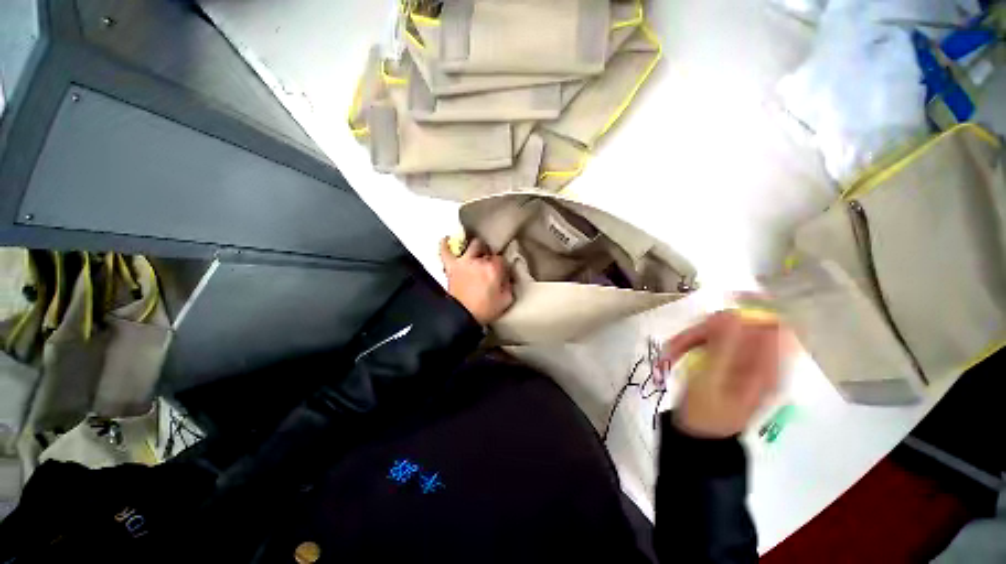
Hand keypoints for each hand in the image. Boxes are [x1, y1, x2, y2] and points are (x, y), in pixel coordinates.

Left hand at [439, 237, 513, 325]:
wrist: (463, 317)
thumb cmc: (486, 310)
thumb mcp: (506, 300)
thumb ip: (509, 285)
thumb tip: (507, 278)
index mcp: (494, 268)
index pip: (501, 259)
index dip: (502, 265)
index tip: (501, 272)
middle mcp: (479, 261)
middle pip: (488, 250)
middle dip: (489, 255)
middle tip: (488, 263)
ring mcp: (464, 262)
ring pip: (472, 245)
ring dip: (476, 248)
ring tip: (476, 253)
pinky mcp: (451, 266)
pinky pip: (445, 251)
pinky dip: (445, 244)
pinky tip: (447, 239)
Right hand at [658, 310, 792, 438]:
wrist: (697, 435)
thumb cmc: (706, 412)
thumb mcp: (713, 380)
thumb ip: (725, 346)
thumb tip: (733, 315)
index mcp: (766, 367)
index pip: (770, 325)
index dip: (748, 311)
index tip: (717, 311)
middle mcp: (758, 360)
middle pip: (738, 326)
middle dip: (705, 329)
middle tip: (679, 342)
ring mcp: (741, 360)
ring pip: (719, 332)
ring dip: (693, 337)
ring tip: (672, 351)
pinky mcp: (725, 361)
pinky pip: (710, 341)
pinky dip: (691, 343)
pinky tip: (675, 353)